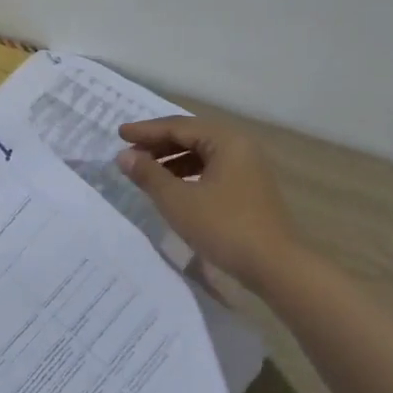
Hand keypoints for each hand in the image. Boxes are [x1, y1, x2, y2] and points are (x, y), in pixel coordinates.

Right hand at [117, 116, 301, 290]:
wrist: (274, 266)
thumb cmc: (224, 227)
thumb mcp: (178, 201)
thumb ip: (149, 175)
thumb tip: (124, 156)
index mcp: (226, 140)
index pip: (178, 126)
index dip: (146, 130)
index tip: (119, 134)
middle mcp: (240, 146)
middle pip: (192, 136)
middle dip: (158, 144)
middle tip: (129, 152)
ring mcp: (248, 167)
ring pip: (202, 154)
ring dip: (172, 160)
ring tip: (145, 171)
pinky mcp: (249, 188)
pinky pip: (212, 169)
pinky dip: (188, 174)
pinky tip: (172, 187)